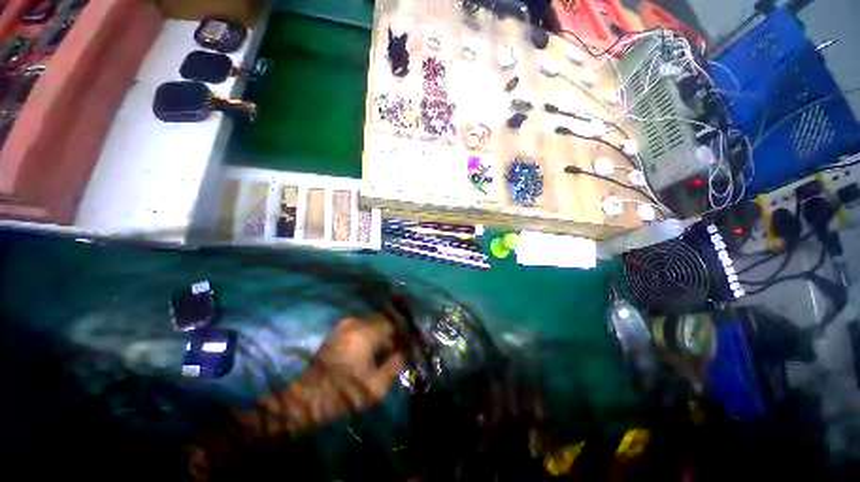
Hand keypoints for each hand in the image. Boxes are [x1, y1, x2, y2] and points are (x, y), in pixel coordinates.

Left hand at [244, 317, 404, 435]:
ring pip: (375, 321)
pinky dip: (375, 332)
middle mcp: (356, 322)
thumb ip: (395, 364)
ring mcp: (346, 324)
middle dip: (397, 330)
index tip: (415, 341)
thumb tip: (407, 351)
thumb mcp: (375, 386)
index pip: (395, 324)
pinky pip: (364, 325)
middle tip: (406, 343)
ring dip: (386, 331)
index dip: (407, 331)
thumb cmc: (343, 393)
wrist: (306, 398)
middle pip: (385, 320)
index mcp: (366, 333)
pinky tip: (378, 345)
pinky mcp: (340, 330)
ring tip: (394, 346)